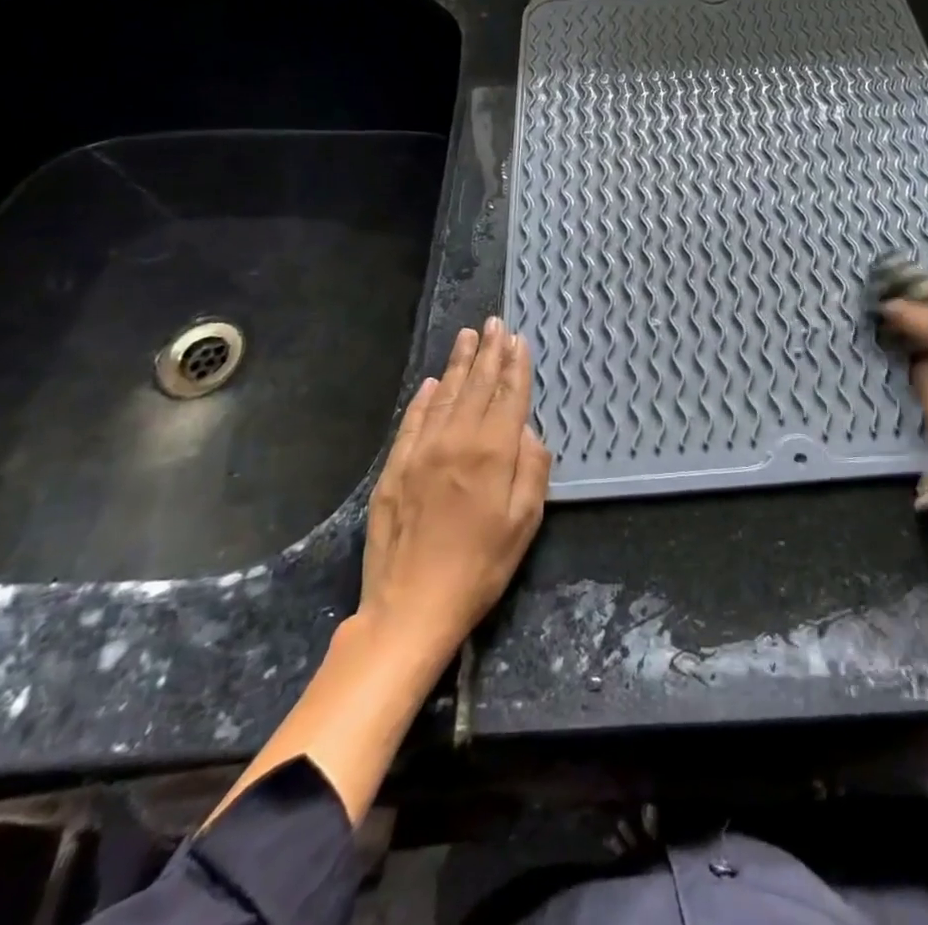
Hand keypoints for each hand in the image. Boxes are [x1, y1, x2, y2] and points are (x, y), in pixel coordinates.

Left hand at [359, 318, 551, 665]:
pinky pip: (413, 420)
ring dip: (459, 364)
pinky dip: (425, 397)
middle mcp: (456, 440)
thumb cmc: (480, 567)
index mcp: (492, 453)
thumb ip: (532, 470)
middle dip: (489, 352)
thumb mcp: (524, 524)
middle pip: (477, 386)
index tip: (518, 339)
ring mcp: (421, 451)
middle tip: (494, 322)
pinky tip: (433, 382)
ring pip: (445, 395)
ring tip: (468, 337)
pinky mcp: (395, 467)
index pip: (508, 396)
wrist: (410, 606)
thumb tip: (529, 431)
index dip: (516, 366)